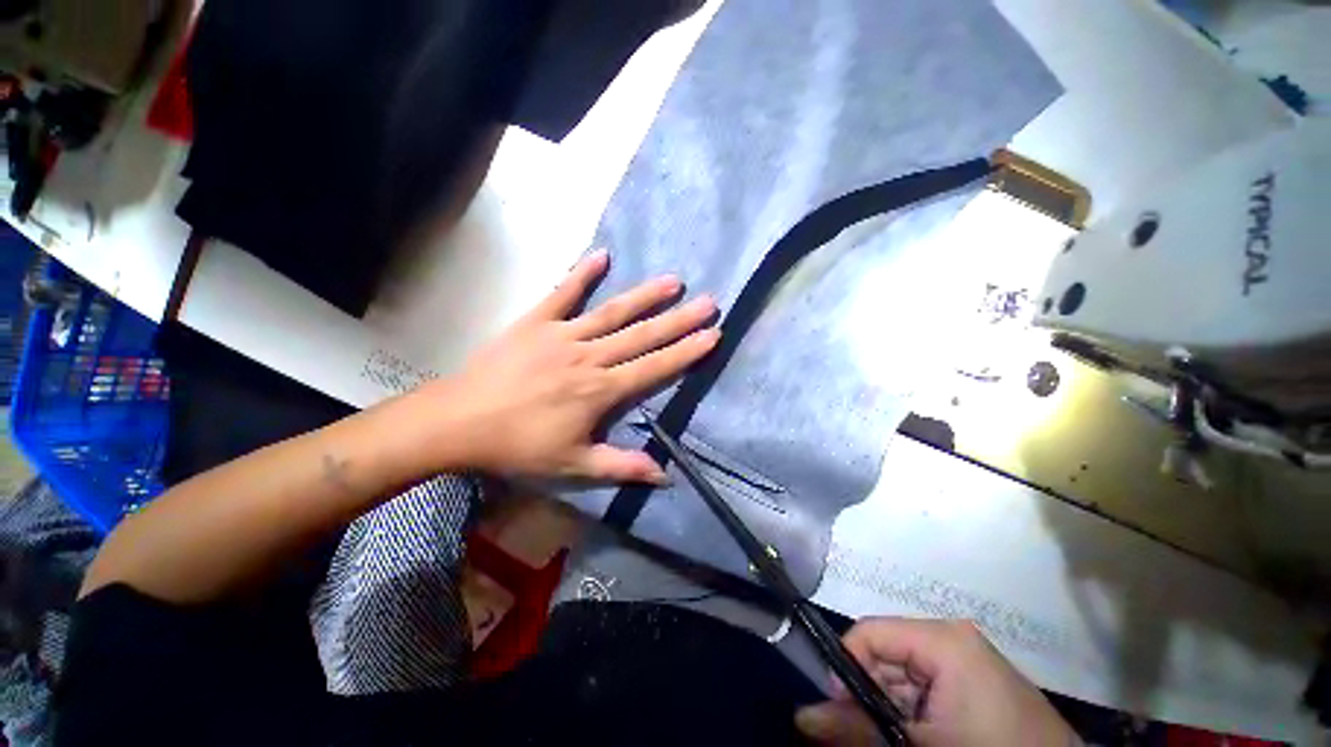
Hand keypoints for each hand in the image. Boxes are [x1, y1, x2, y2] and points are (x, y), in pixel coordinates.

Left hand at [411, 248, 717, 482]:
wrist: (458, 423)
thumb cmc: (519, 446)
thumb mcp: (574, 465)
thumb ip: (621, 466)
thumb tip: (665, 476)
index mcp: (600, 390)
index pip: (654, 367)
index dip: (686, 352)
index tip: (712, 335)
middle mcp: (589, 356)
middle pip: (643, 335)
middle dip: (679, 320)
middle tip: (709, 302)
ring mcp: (562, 334)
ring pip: (613, 312)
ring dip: (645, 296)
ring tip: (674, 281)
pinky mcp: (536, 322)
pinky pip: (563, 293)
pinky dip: (582, 273)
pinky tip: (602, 255)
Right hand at [795, 618, 1076, 746]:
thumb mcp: (918, 746)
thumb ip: (858, 729)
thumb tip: (802, 717)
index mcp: (943, 639)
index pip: (870, 632)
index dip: (848, 666)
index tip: (841, 708)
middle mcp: (954, 638)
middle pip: (887, 652)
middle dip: (871, 692)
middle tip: (869, 734)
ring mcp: (971, 659)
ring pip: (906, 673)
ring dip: (892, 706)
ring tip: (900, 739)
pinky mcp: (981, 681)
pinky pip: (931, 687)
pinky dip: (916, 712)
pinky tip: (922, 737)